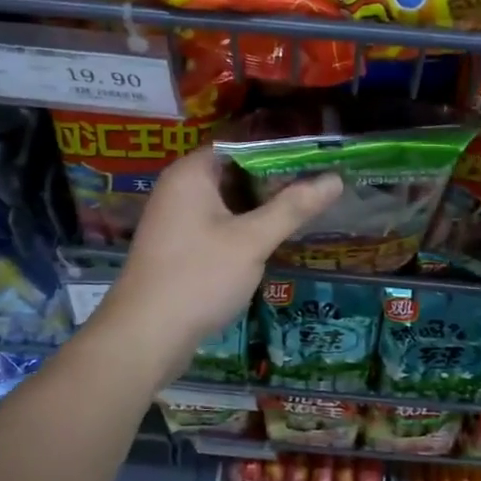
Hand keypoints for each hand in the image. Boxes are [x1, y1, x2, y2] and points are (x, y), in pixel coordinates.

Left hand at [92, 146, 342, 384]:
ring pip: (228, 201)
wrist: (145, 336)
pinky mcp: (178, 246)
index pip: (243, 145)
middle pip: (236, 172)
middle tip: (319, 188)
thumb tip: (335, 179)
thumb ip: (293, 207)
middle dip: (275, 181)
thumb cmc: (199, 277)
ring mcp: (175, 219)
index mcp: (192, 173)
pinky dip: (243, 227)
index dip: (281, 151)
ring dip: (261, 207)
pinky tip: (271, 240)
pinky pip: (217, 224)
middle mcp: (179, 188)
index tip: (318, 160)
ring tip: (305, 211)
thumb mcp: (252, 241)